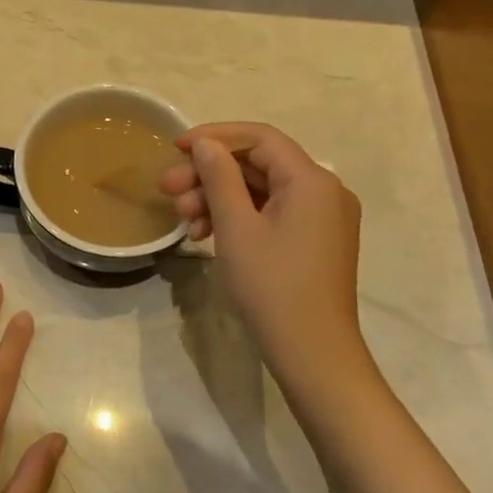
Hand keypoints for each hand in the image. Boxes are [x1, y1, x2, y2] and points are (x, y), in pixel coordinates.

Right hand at [161, 123, 374, 393]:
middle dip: (209, 174)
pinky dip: (238, 217)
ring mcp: (323, 217)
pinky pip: (272, 213)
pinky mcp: (315, 240)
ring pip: (261, 190)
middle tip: (167, 190)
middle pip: (258, 164)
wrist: (314, 356)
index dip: (214, 137)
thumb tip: (206, 143)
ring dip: (218, 198)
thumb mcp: (236, 227)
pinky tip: (205, 235)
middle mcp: (324, 190)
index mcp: (311, 180)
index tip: (175, 148)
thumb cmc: (272, 287)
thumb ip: (219, 177)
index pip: (259, 137)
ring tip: (183, 220)